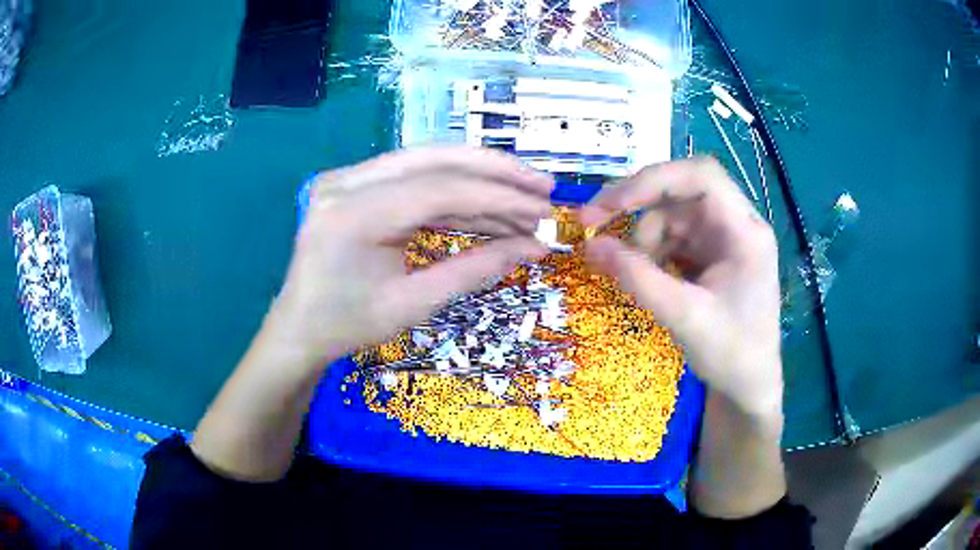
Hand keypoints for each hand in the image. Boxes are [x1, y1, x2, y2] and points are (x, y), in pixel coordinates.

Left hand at [271, 146, 553, 365]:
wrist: (299, 329)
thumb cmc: (347, 326)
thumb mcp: (413, 304)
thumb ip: (475, 269)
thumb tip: (534, 247)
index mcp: (352, 214)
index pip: (439, 189)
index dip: (498, 198)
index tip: (542, 211)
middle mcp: (346, 181)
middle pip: (434, 159)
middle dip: (495, 171)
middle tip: (542, 187)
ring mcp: (347, 177)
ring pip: (427, 162)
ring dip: (478, 179)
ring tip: (523, 199)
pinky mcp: (353, 183)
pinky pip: (412, 177)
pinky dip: (453, 192)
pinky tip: (485, 206)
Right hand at [580, 157, 781, 418]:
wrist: (748, 387)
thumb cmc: (731, 355)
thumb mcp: (684, 316)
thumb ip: (637, 278)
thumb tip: (589, 245)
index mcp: (745, 232)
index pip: (701, 176)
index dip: (654, 180)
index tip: (612, 204)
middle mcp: (736, 224)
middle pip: (682, 191)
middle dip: (638, 204)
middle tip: (593, 223)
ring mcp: (723, 239)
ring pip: (673, 213)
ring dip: (643, 235)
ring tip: (631, 270)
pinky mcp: (712, 255)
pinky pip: (674, 236)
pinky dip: (651, 250)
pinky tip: (644, 274)